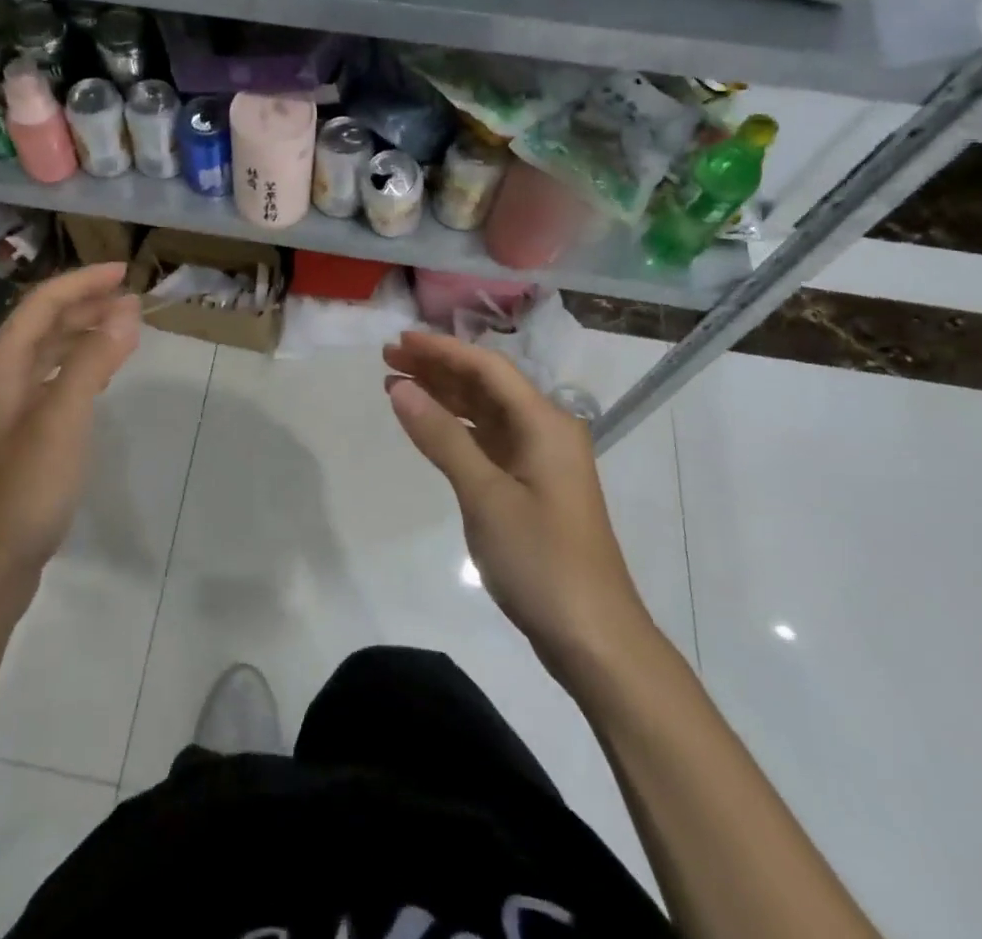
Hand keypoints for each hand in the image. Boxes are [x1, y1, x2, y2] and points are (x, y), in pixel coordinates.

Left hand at [0, 263, 141, 604]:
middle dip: (86, 305)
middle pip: (42, 325)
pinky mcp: (13, 438)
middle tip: (133, 299)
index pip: (42, 303)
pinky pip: (49, 383)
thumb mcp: (63, 419)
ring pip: (45, 355)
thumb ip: (93, 360)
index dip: (84, 282)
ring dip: (83, 335)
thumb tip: (126, 310)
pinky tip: (99, 377)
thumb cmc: (21, 489)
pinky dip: (77, 368)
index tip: (126, 271)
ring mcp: (1, 410)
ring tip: (125, 329)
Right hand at [383, 330, 651, 662]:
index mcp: (545, 423)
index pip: (487, 369)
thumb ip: (442, 437)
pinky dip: (455, 429)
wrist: (594, 639)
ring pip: (485, 413)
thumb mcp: (485, 495)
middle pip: (486, 385)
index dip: (441, 350)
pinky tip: (427, 426)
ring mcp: (538, 461)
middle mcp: (545, 432)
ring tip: (396, 384)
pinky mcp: (530, 487)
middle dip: (438, 368)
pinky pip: (487, 441)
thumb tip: (400, 388)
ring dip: (444, 396)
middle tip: (388, 359)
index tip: (398, 341)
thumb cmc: (541, 561)